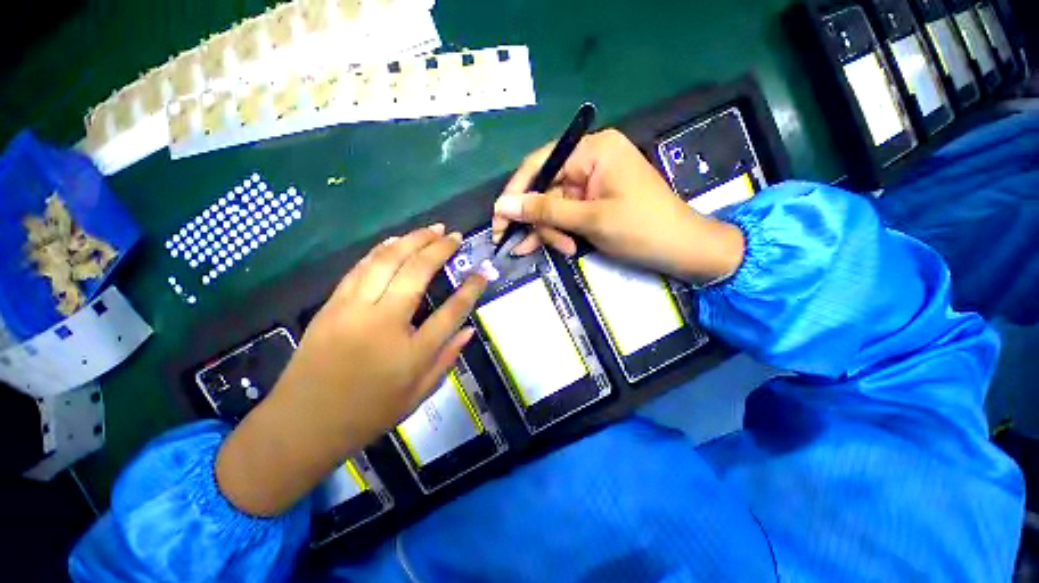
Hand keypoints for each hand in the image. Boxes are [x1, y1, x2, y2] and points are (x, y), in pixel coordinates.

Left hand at [216, 225, 486, 515]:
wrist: (302, 425)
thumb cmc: (368, 414)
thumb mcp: (418, 395)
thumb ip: (447, 359)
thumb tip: (469, 330)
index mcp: (411, 353)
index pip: (452, 311)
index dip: (471, 288)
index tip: (483, 272)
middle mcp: (384, 323)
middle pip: (417, 273)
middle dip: (439, 249)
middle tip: (454, 235)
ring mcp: (354, 310)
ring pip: (386, 261)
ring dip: (412, 240)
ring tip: (432, 229)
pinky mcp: (332, 305)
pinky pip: (360, 268)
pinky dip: (382, 249)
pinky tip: (396, 240)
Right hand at [492, 129, 744, 283]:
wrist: (683, 250)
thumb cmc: (641, 229)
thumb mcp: (589, 220)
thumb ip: (545, 211)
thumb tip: (502, 206)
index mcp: (593, 151)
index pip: (541, 164)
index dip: (516, 192)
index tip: (499, 218)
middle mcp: (590, 161)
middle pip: (546, 189)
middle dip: (537, 220)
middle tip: (521, 246)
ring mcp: (593, 183)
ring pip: (555, 206)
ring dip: (549, 231)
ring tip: (556, 251)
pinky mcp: (595, 203)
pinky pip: (567, 215)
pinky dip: (559, 232)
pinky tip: (557, 247)